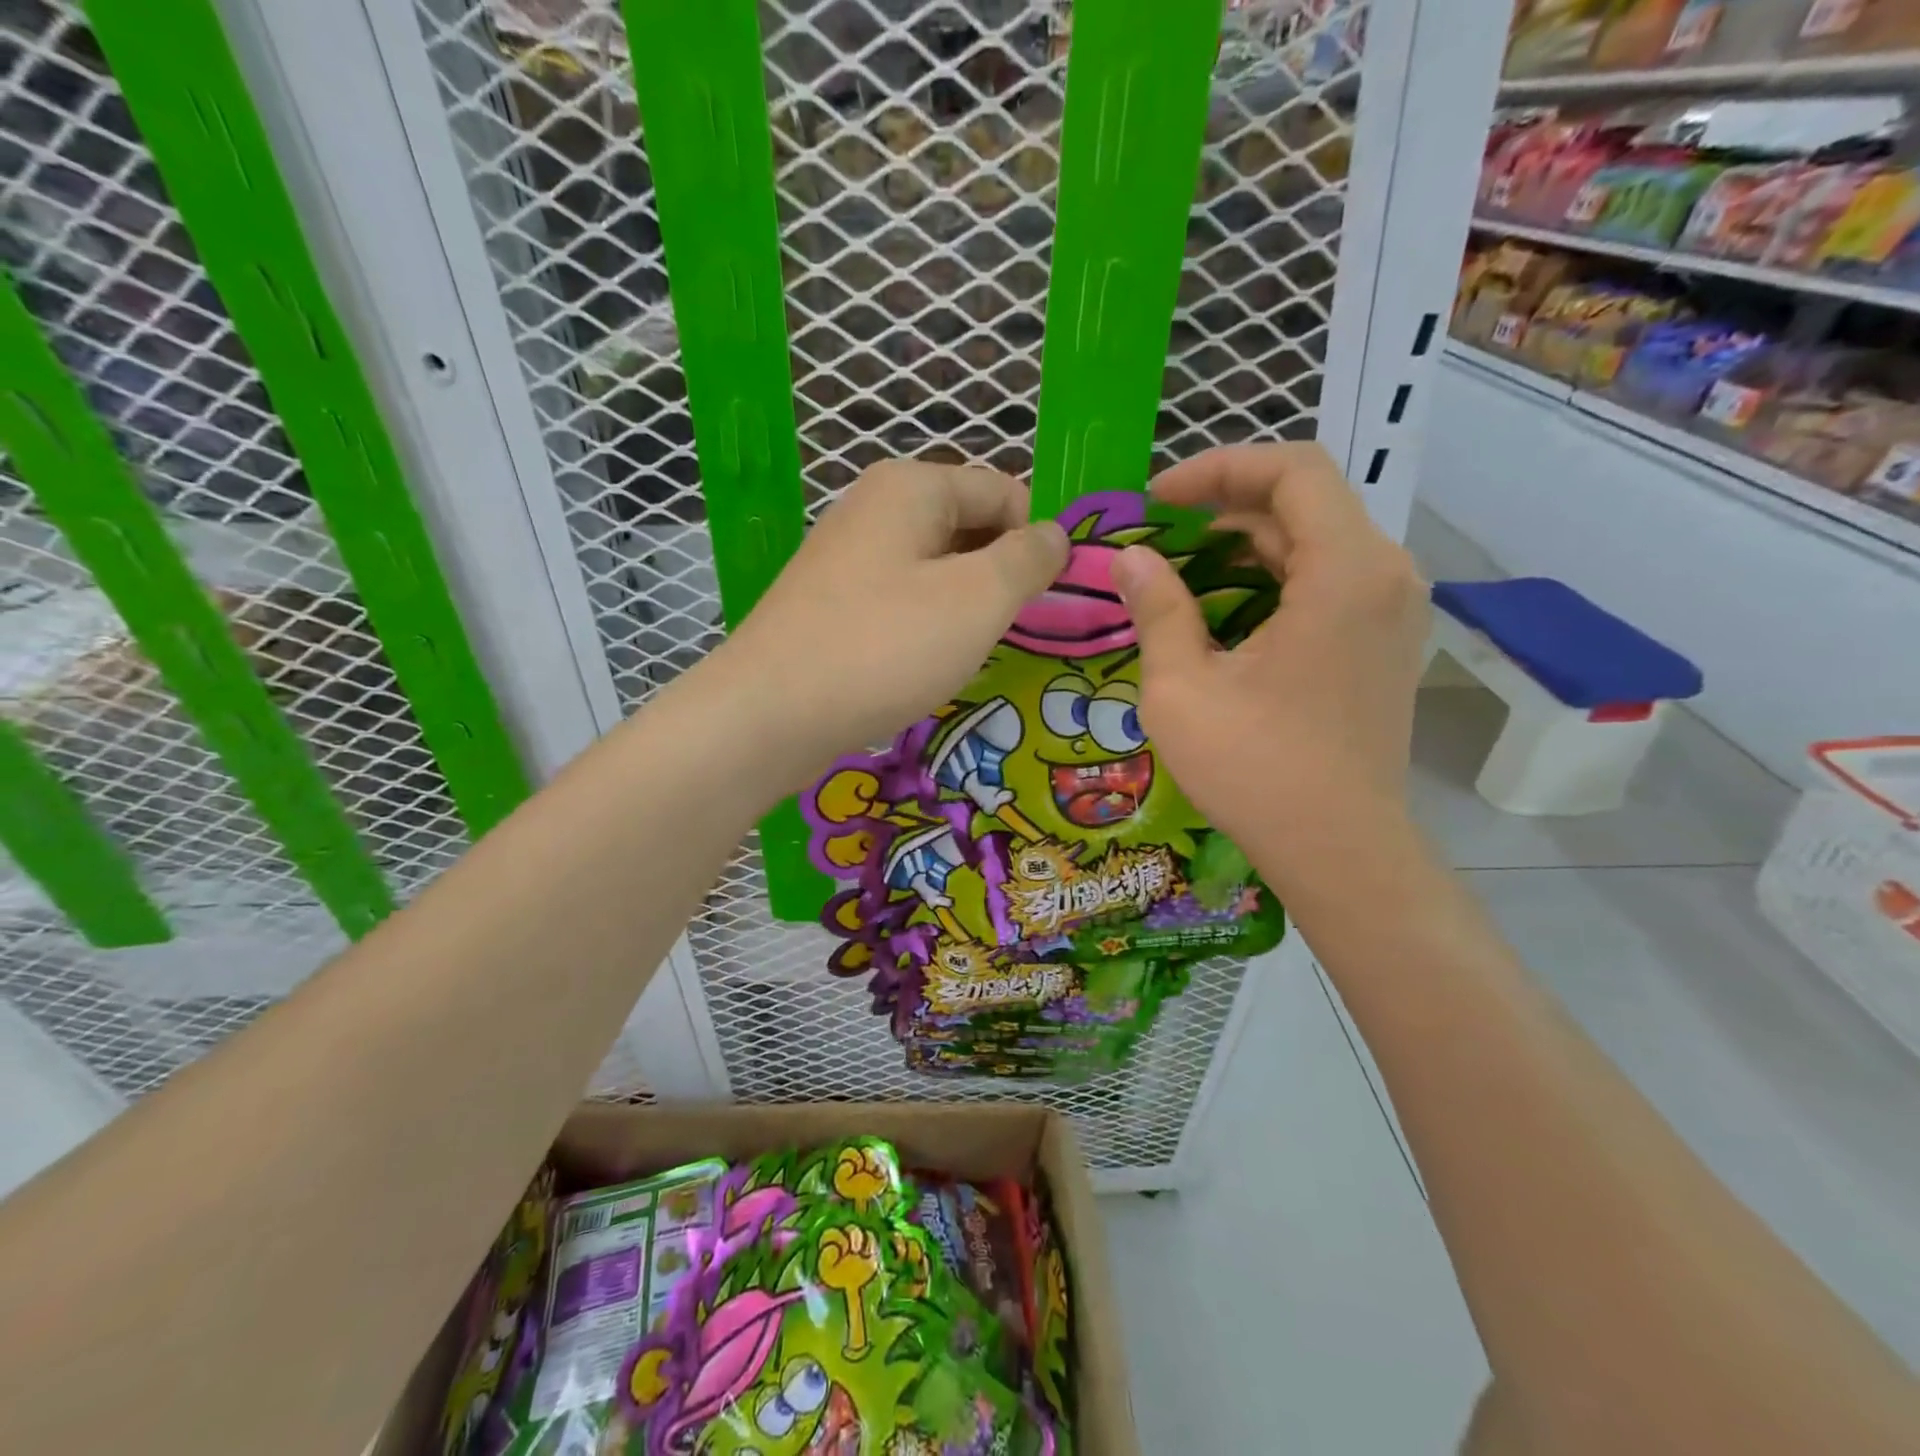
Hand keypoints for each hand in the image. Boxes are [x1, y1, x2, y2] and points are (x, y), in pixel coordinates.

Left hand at [715, 461, 1066, 775]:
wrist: (770, 714)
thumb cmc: (885, 647)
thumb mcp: (978, 599)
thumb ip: (1027, 559)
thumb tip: (1056, 534)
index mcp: (912, 486)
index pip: (1004, 491)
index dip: (1035, 541)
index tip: (1044, 601)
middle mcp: (876, 508)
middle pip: (968, 525)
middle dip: (999, 573)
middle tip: (1006, 630)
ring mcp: (848, 556)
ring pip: (936, 567)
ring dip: (964, 604)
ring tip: (966, 650)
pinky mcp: (833, 602)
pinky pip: (902, 598)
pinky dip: (926, 624)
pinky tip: (925, 662)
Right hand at [1110, 443, 1428, 879]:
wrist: (1339, 849)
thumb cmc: (1256, 768)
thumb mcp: (1183, 687)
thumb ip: (1156, 609)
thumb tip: (1130, 559)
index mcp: (1345, 571)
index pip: (1292, 469)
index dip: (1218, 469)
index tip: (1157, 501)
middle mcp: (1386, 575)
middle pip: (1305, 502)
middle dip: (1224, 507)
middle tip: (1156, 536)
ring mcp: (1393, 610)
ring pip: (1316, 542)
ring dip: (1245, 545)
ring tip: (1178, 571)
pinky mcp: (1385, 642)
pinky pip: (1328, 580)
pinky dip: (1272, 578)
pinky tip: (1222, 609)